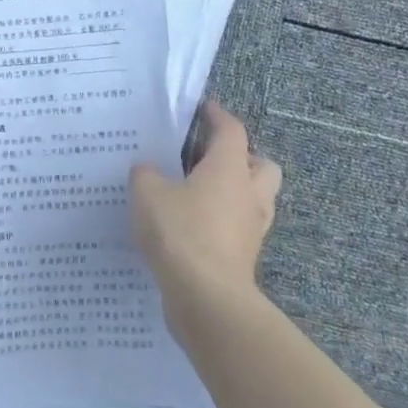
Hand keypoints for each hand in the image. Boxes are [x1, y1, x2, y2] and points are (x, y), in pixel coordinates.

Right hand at [130, 100, 281, 317]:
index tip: (204, 109)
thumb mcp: (148, 193)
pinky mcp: (244, 257)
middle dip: (242, 158)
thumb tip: (148, 170)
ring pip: (254, 199)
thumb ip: (146, 174)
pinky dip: (223, 222)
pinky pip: (239, 228)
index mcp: (229, 168)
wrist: (206, 298)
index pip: (232, 131)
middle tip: (209, 159)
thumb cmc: (181, 233)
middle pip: (261, 165)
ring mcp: (251, 228)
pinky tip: (192, 226)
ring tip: (199, 193)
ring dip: (235, 192)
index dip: (218, 116)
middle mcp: (248, 194)